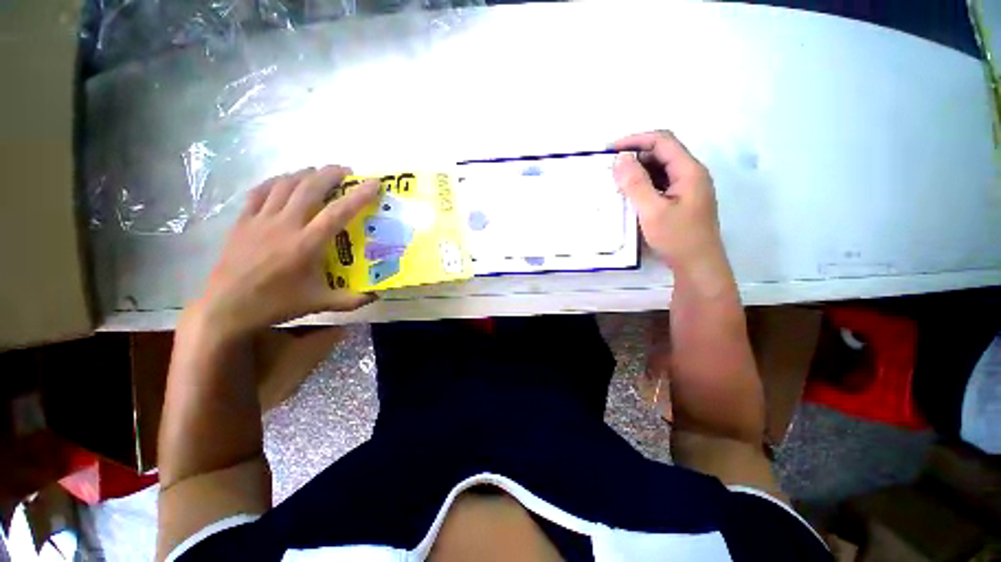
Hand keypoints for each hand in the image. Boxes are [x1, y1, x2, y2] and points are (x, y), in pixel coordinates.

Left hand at [189, 166, 378, 340]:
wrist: (227, 307)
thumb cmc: (277, 304)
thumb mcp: (321, 304)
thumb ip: (352, 300)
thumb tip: (377, 295)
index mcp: (307, 244)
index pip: (338, 213)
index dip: (359, 196)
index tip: (373, 183)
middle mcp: (284, 225)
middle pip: (309, 188)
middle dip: (330, 174)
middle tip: (346, 171)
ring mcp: (260, 220)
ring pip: (284, 185)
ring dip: (305, 174)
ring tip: (319, 172)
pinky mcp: (243, 221)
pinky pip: (259, 192)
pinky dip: (275, 181)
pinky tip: (284, 181)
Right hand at [612, 131, 727, 281]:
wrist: (698, 266)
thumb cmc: (677, 238)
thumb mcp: (652, 211)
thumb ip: (636, 183)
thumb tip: (620, 158)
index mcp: (689, 170)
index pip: (662, 141)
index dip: (635, 140)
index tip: (610, 150)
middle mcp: (690, 174)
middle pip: (662, 153)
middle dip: (635, 156)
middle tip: (609, 169)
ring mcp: (687, 188)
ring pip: (660, 169)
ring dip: (638, 172)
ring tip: (615, 182)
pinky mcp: (681, 200)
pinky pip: (660, 184)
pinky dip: (643, 185)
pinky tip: (629, 195)